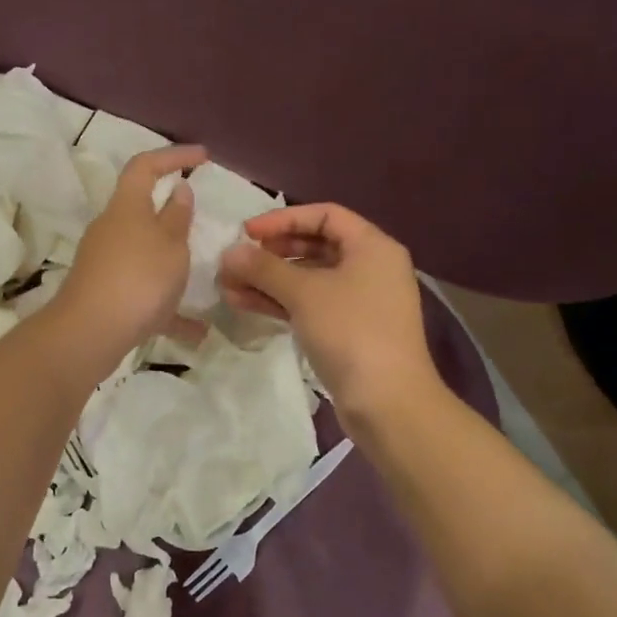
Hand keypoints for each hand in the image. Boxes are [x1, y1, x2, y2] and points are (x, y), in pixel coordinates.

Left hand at [55, 145, 206, 360]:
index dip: (173, 156)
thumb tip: (177, 189)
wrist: (90, 333)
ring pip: (144, 254)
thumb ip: (177, 217)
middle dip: (171, 215)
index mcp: (126, 207)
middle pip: (140, 210)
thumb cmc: (138, 278)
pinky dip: (167, 307)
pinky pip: (142, 292)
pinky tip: (195, 332)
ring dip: (171, 264)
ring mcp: (104, 262)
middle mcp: (110, 229)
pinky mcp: (104, 293)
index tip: (202, 157)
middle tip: (201, 224)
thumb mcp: (170, 244)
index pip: (145, 166)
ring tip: (203, 280)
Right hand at [218, 203, 436, 419]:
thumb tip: (230, 252)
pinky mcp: (348, 330)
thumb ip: (263, 268)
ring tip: (228, 286)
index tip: (247, 232)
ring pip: (308, 279)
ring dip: (268, 280)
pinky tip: (244, 304)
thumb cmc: (350, 331)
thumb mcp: (303, 293)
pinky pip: (310, 305)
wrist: (387, 401)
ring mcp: (359, 301)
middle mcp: (370, 267)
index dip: (283, 219)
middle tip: (237, 260)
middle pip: (315, 246)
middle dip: (271, 253)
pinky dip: (280, 302)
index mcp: (372, 246)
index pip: (324, 215)